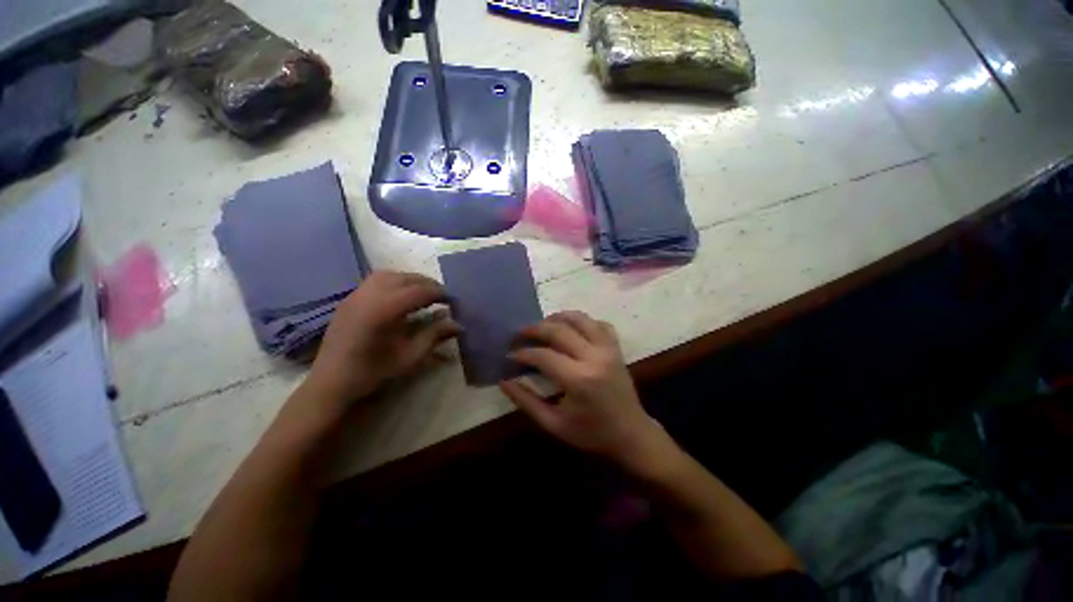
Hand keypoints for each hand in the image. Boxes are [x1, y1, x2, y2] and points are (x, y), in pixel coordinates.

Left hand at [306, 271, 460, 405]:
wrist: (331, 382)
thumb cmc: (373, 371)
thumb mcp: (410, 356)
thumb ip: (435, 335)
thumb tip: (458, 325)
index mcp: (385, 309)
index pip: (420, 291)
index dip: (439, 293)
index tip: (452, 301)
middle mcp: (369, 295)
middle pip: (405, 278)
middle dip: (427, 283)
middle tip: (441, 295)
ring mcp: (356, 295)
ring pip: (389, 275)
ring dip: (410, 280)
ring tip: (422, 293)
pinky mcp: (349, 299)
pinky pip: (375, 281)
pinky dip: (394, 282)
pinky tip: (399, 297)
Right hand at [500, 311, 661, 467]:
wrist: (631, 435)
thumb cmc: (591, 434)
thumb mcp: (554, 424)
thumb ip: (526, 401)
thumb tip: (504, 381)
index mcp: (578, 379)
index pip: (543, 355)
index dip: (523, 353)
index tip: (510, 354)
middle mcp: (594, 357)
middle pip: (559, 330)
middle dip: (535, 328)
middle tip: (520, 333)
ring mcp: (608, 349)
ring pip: (580, 319)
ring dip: (558, 317)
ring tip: (543, 325)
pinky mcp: (616, 348)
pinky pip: (599, 324)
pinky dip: (584, 322)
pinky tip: (573, 329)